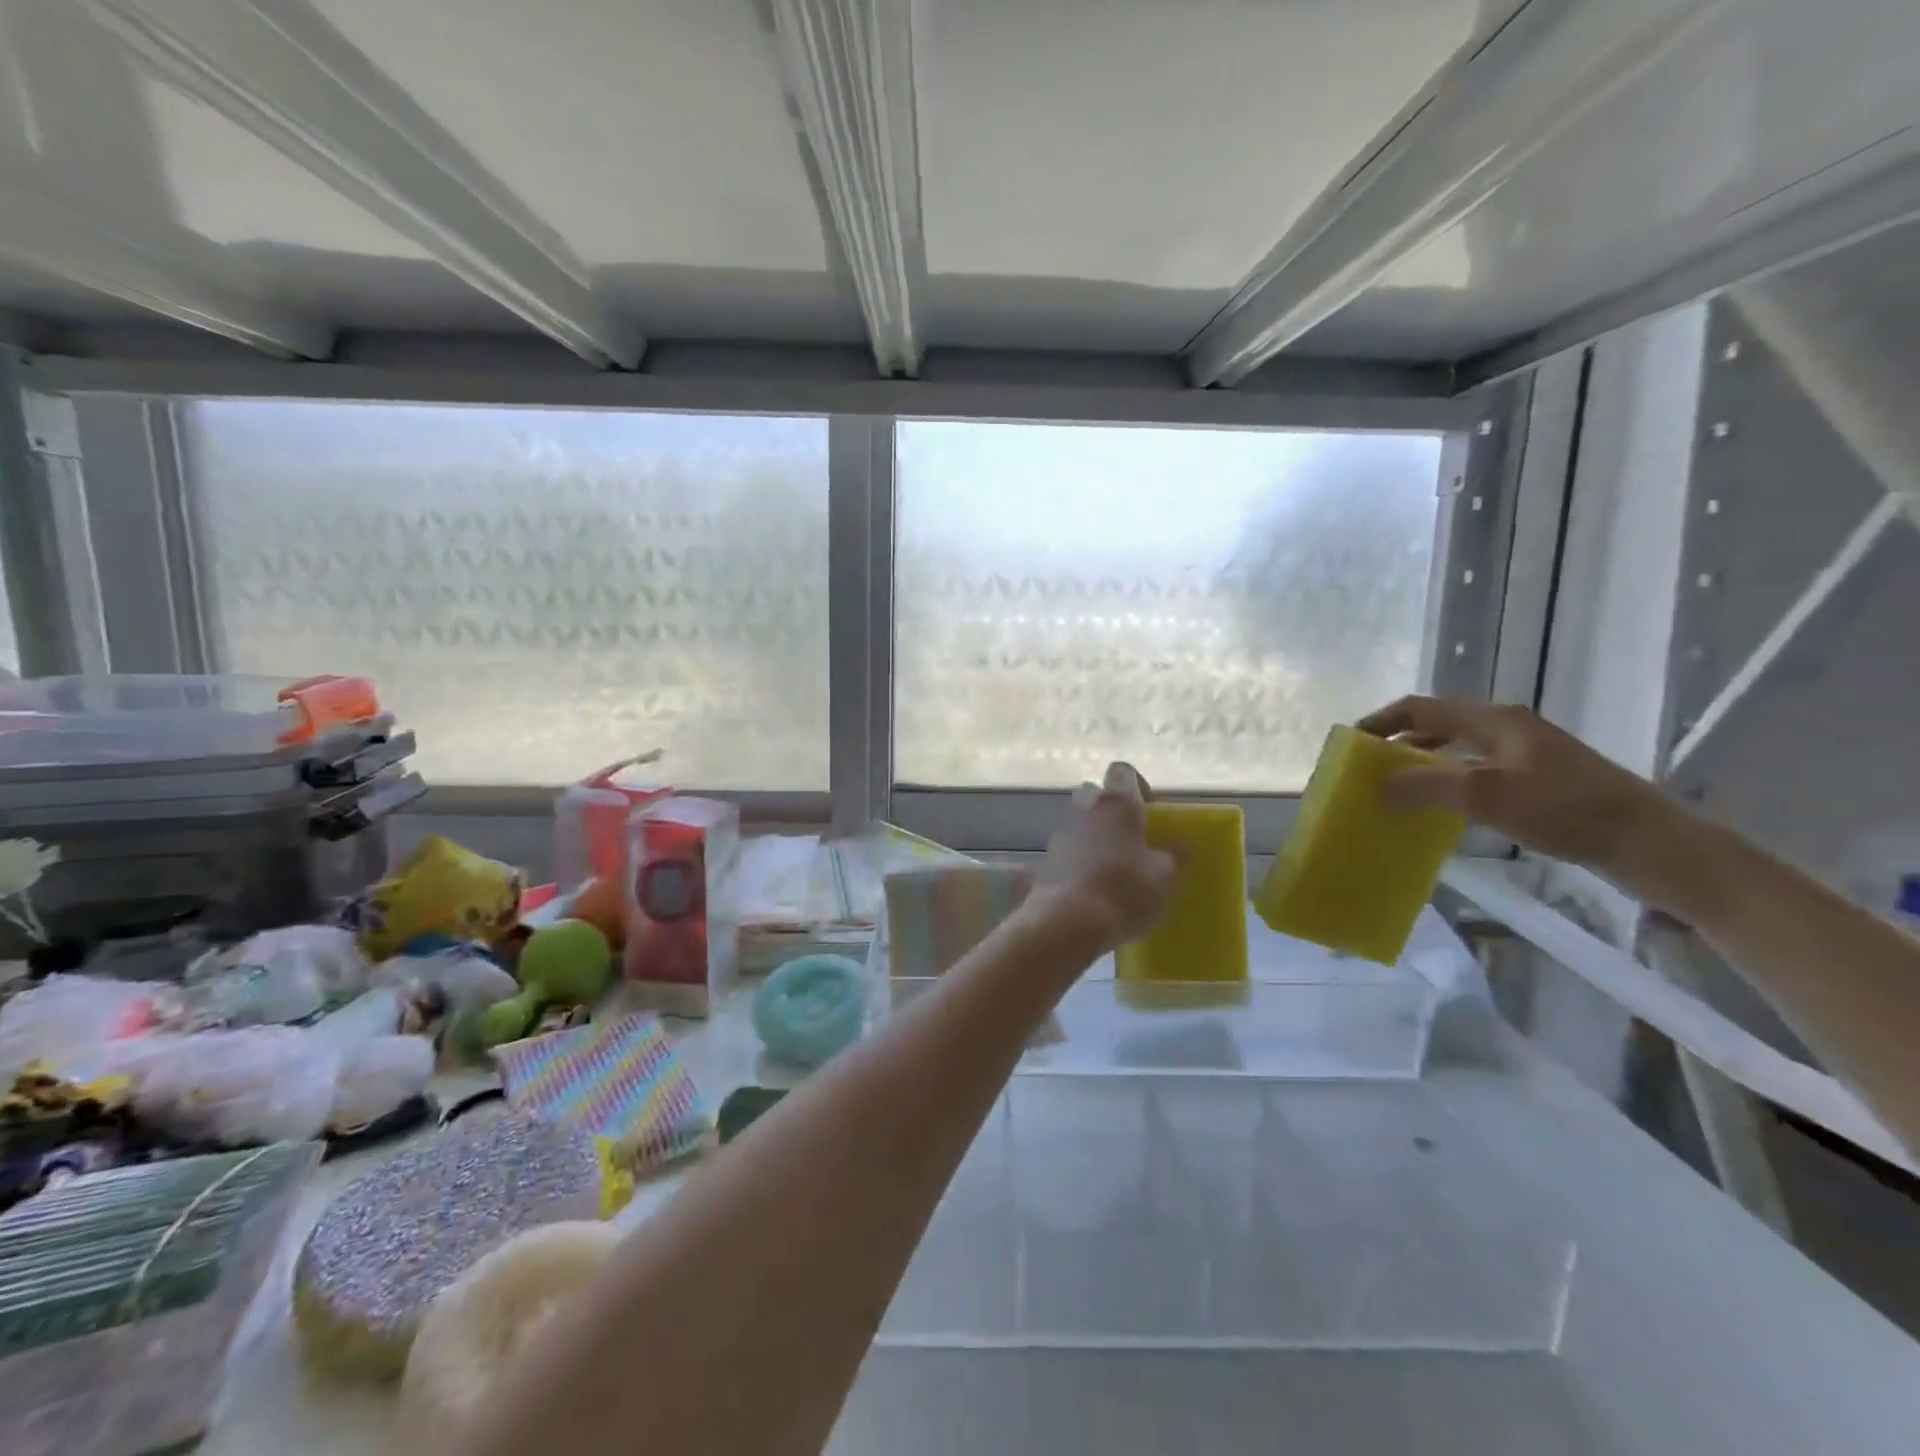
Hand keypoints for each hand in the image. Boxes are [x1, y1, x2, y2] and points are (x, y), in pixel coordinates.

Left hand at [1030, 762, 1178, 949]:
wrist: (1069, 923)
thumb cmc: (1125, 891)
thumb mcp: (1164, 877)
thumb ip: (1173, 856)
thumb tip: (1182, 846)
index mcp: (1117, 804)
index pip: (1124, 771)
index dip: (1137, 785)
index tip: (1150, 810)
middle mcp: (1085, 809)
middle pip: (1096, 795)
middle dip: (1111, 810)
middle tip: (1131, 838)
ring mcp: (1060, 833)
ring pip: (1079, 823)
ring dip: (1094, 837)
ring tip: (1113, 869)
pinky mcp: (1044, 860)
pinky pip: (1067, 852)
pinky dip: (1078, 862)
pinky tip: (1091, 889)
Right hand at [1357, 696, 1685, 877]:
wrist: (1649, 842)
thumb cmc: (1564, 809)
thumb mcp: (1485, 794)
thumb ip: (1425, 785)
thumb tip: (1378, 785)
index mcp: (1494, 720)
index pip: (1421, 707)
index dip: (1381, 721)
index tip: (1350, 743)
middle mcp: (1508, 728)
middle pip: (1438, 725)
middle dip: (1399, 743)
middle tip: (1368, 769)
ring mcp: (1527, 754)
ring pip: (1458, 749)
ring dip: (1423, 764)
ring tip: (1396, 790)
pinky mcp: (1540, 780)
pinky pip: (1478, 771)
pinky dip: (1449, 782)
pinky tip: (1443, 808)